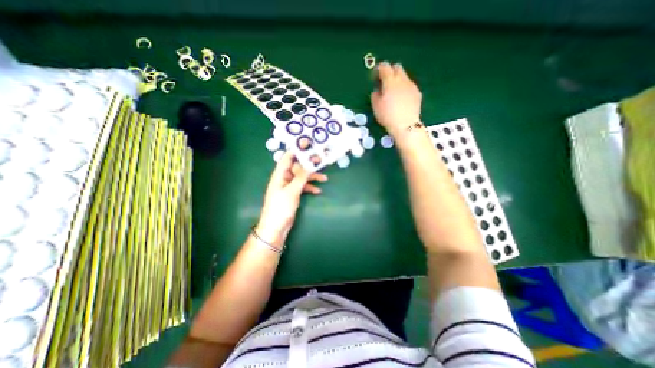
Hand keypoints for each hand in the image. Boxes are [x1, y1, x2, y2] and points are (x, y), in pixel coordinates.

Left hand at [255, 151, 326, 248]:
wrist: (276, 227)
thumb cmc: (281, 207)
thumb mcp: (292, 191)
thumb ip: (301, 177)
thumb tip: (310, 164)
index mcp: (279, 175)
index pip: (287, 158)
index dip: (296, 151)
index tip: (308, 145)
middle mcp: (284, 178)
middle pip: (297, 167)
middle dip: (308, 165)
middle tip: (321, 162)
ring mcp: (288, 186)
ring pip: (301, 177)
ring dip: (312, 177)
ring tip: (325, 178)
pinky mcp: (293, 194)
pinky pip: (303, 187)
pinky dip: (310, 187)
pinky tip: (318, 190)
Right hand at [371, 61, 421, 137]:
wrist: (405, 125)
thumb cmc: (388, 116)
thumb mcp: (376, 106)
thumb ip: (375, 95)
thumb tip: (377, 90)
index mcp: (390, 81)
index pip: (384, 67)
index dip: (379, 69)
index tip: (376, 76)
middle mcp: (402, 80)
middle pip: (397, 67)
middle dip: (390, 72)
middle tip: (385, 83)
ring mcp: (411, 86)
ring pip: (404, 76)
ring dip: (398, 80)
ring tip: (393, 93)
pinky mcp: (417, 93)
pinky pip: (409, 86)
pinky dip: (404, 88)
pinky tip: (402, 99)